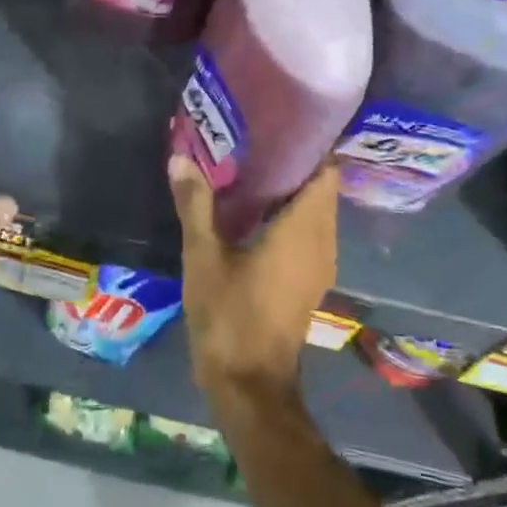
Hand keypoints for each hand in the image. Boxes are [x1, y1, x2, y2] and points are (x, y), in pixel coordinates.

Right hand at [169, 154, 337, 407]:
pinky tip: (252, 208)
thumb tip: (181, 158)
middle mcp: (322, 242)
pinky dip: (288, 213)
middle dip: (294, 161)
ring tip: (250, 164)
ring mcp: (320, 264)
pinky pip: (308, 232)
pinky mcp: (309, 280)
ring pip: (315, 211)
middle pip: (321, 188)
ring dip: (290, 188)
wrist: (249, 384)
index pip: (325, 172)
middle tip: (255, 137)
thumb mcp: (203, 257)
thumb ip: (195, 204)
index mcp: (303, 230)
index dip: (309, 143)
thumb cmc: (229, 315)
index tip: (279, 122)